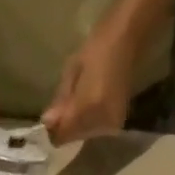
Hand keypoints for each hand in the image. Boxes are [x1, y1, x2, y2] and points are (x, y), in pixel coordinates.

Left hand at [40, 27, 136, 144]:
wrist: (127, 36)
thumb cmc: (97, 47)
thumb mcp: (71, 71)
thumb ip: (60, 102)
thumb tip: (47, 123)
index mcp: (88, 108)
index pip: (61, 137)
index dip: (53, 130)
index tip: (51, 118)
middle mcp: (100, 123)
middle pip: (72, 138)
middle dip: (65, 126)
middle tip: (66, 105)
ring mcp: (110, 125)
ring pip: (83, 135)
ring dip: (77, 124)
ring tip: (82, 100)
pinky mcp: (117, 124)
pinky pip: (95, 130)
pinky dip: (88, 121)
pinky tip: (91, 104)